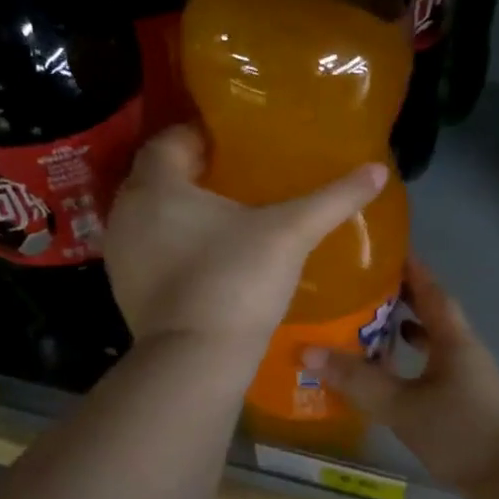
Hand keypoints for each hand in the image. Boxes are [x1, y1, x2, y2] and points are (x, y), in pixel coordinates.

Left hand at [106, 125, 387, 351]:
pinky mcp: (127, 292)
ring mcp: (121, 256)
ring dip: (181, 215)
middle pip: (158, 179)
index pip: (170, 139)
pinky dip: (174, 249)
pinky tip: (210, 262)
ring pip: (152, 219)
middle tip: (237, 180)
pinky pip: (151, 254)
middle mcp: (127, 213)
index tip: (235, 146)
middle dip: (193, 175)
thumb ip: (332, 199)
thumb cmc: (237, 280)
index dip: (201, 137)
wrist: (196, 361)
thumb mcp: (291, 234)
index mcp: (157, 186)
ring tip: (226, 221)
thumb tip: (377, 170)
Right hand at [306, 260, 498, 489]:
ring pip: (431, 339)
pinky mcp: (463, 397)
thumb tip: (309, 352)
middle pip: (430, 311)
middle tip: (359, 285)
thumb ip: (357, 380)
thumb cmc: (459, 432)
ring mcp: (466, 374)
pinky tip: (388, 371)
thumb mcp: (402, 405)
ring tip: (366, 323)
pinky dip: (409, 359)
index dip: (408, 268)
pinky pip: (431, 364)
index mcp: (454, 338)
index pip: (430, 289)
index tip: (381, 249)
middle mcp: (463, 348)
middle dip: (399, 296)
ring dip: (403, 328)